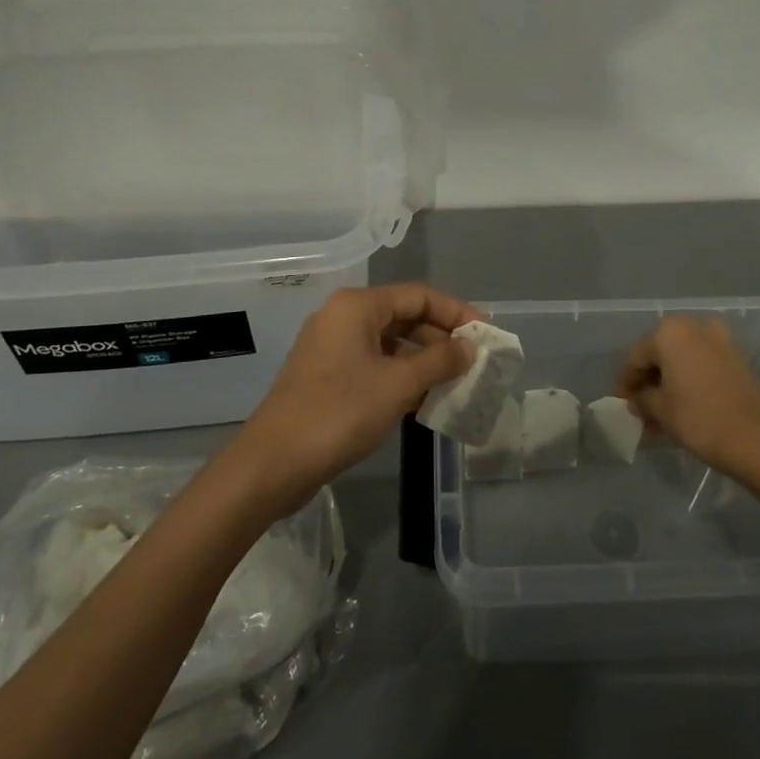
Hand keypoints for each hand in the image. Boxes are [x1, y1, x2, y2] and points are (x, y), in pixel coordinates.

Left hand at [230, 283, 482, 510]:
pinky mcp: (327, 376)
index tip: (486, 334)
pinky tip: (423, 399)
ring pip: (390, 343)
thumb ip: (439, 360)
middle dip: (441, 338)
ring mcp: (332, 347)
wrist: (273, 463)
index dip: (456, 312)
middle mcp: (343, 317)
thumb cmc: (339, 413)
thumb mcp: (398, 384)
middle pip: (404, 316)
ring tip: (455, 382)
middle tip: (474, 361)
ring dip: (423, 360)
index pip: (419, 295)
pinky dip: (401, 376)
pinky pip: (374, 364)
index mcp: (357, 306)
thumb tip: (469, 347)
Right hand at [617, 316, 759, 478]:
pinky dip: (690, 380)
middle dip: (649, 381)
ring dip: (669, 382)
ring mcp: (720, 340)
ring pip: (683, 359)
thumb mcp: (659, 409)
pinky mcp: (738, 358)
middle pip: (661, 354)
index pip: (636, 356)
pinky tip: (683, 405)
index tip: (621, 403)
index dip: (625, 382)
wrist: (758, 438)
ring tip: (661, 413)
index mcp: (669, 332)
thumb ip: (641, 398)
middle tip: (640, 408)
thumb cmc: (699, 418)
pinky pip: (703, 364)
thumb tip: (638, 399)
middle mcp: (695, 327)